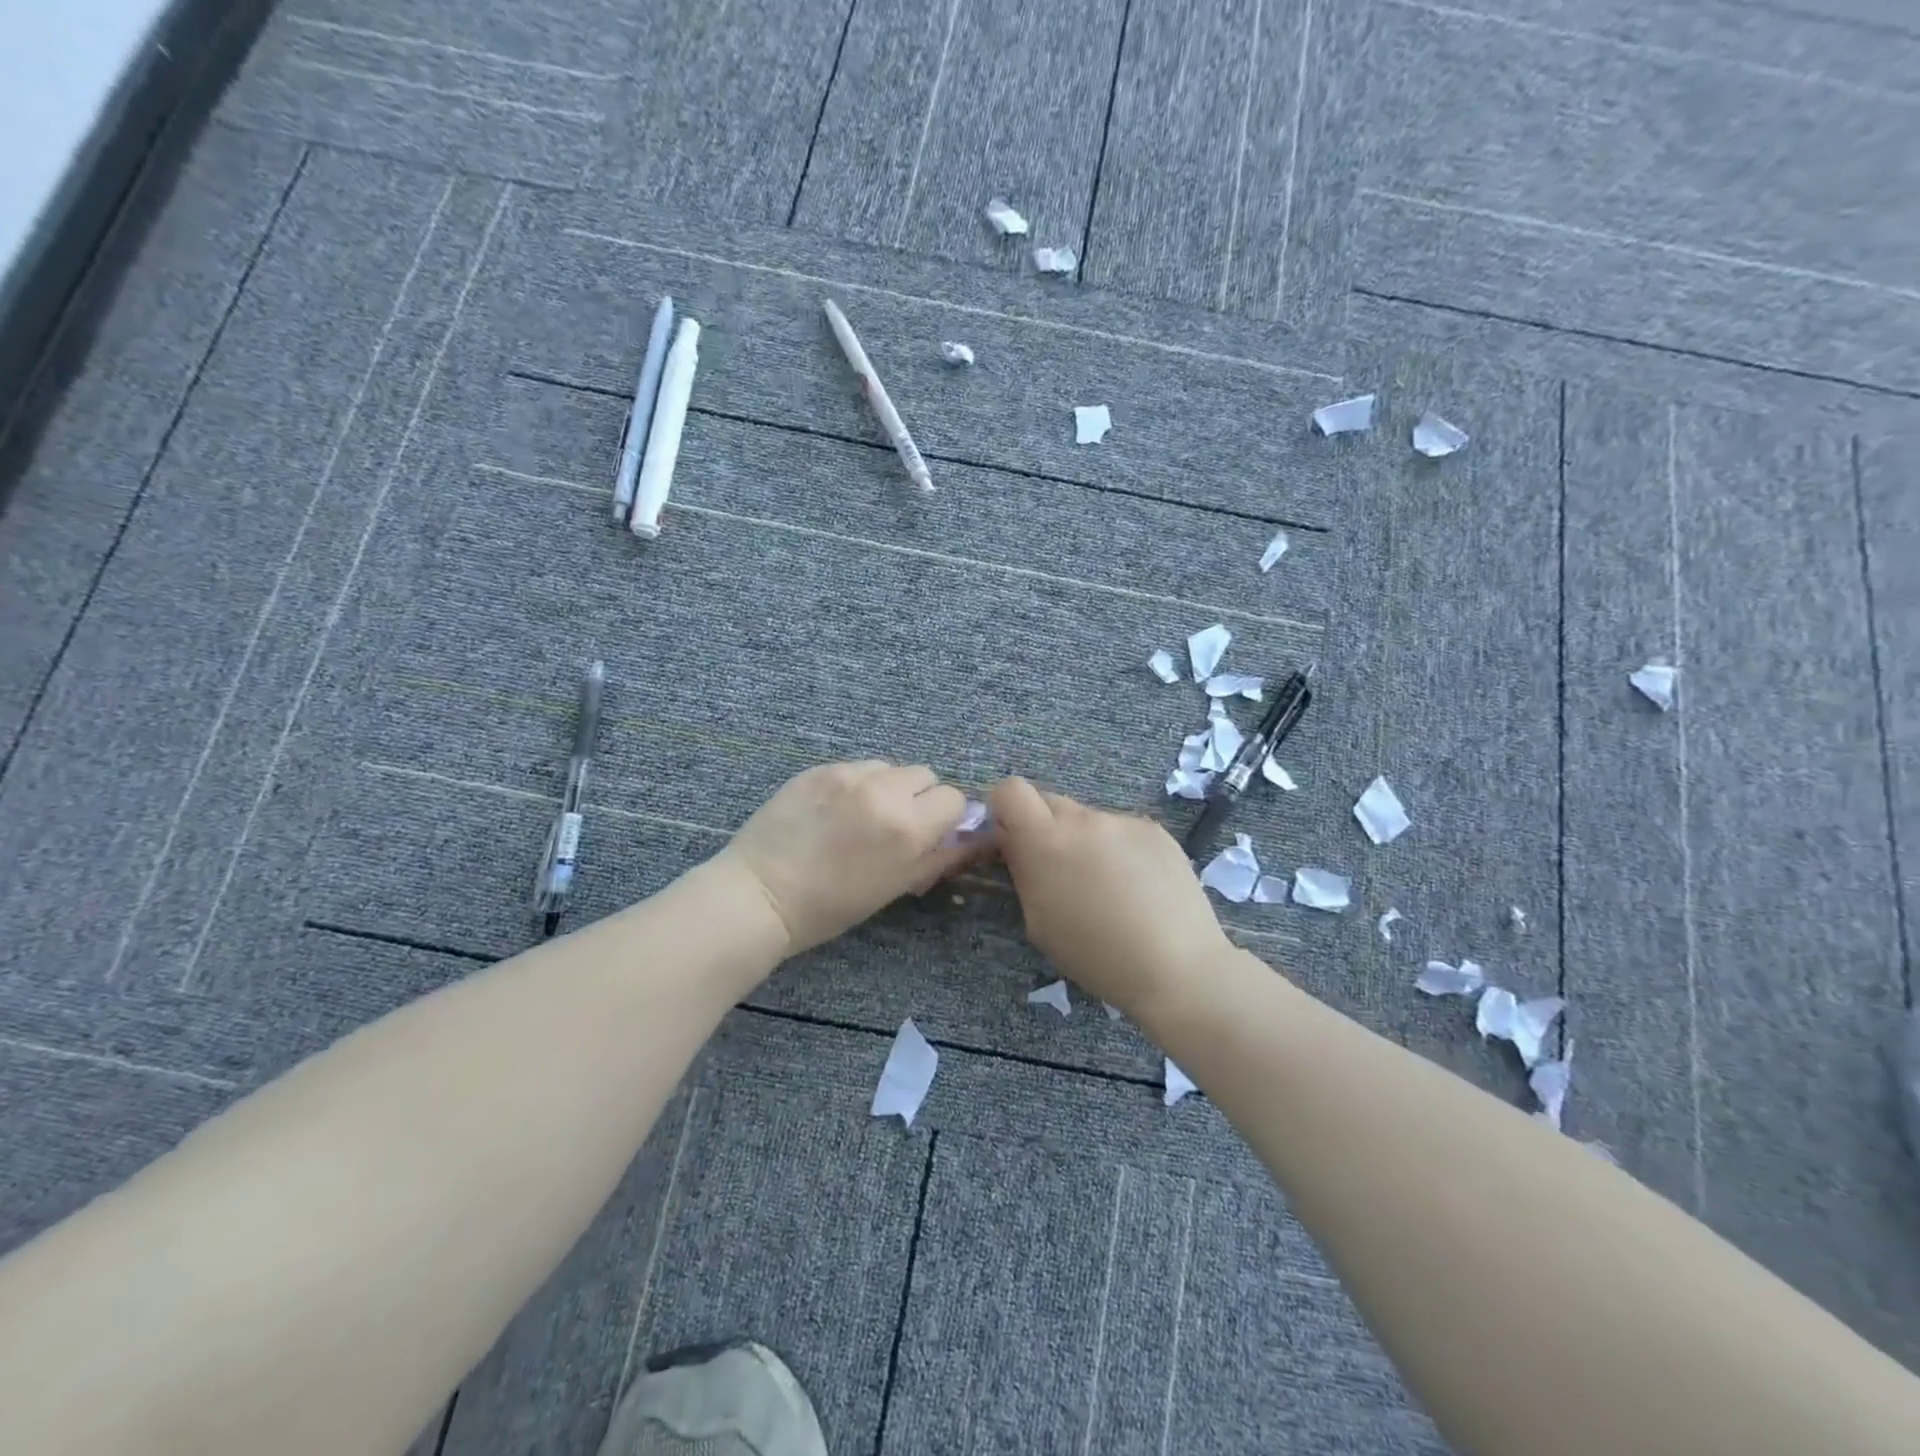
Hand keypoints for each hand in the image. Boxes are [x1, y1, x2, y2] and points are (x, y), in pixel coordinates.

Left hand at [718, 760, 972, 956]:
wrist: (761, 894)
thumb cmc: (831, 906)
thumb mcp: (896, 887)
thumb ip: (939, 856)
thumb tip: (975, 837)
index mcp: (907, 827)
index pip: (953, 798)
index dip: (945, 817)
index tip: (929, 833)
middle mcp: (883, 791)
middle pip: (925, 775)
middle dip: (919, 797)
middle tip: (894, 824)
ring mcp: (847, 774)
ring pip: (888, 767)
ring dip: (886, 787)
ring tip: (860, 815)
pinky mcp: (818, 768)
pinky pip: (854, 767)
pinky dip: (854, 785)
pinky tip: (832, 810)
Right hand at [990, 777, 1230, 1012]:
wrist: (1176, 966)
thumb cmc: (1096, 955)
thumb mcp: (1039, 922)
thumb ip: (1024, 871)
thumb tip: (1016, 844)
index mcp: (1046, 841)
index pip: (1011, 790)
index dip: (1005, 808)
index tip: (1011, 837)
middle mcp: (1083, 819)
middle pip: (1049, 803)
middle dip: (1045, 828)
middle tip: (1059, 870)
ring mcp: (1123, 821)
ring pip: (1089, 820)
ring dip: (1086, 842)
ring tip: (1109, 888)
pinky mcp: (1156, 830)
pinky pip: (1123, 831)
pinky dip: (1121, 851)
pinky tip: (1139, 888)